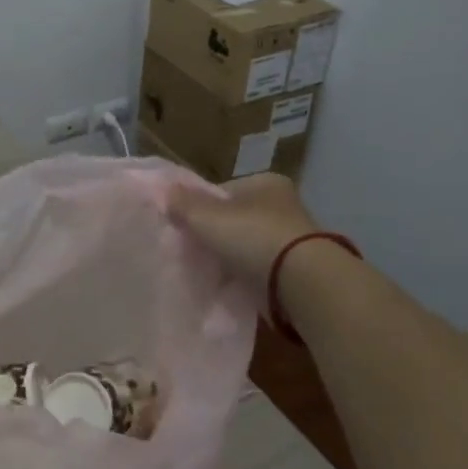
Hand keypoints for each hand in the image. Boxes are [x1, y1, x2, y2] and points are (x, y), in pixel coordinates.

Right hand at [171, 172, 319, 284]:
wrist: (301, 282)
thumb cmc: (253, 237)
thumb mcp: (208, 217)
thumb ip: (185, 204)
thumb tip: (166, 191)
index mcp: (266, 182)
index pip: (224, 192)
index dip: (202, 208)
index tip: (184, 227)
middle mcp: (283, 205)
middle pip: (237, 219)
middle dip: (217, 234)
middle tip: (192, 252)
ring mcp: (292, 239)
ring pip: (249, 245)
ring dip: (232, 257)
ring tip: (208, 272)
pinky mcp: (296, 269)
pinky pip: (260, 269)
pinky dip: (246, 276)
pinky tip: (230, 286)